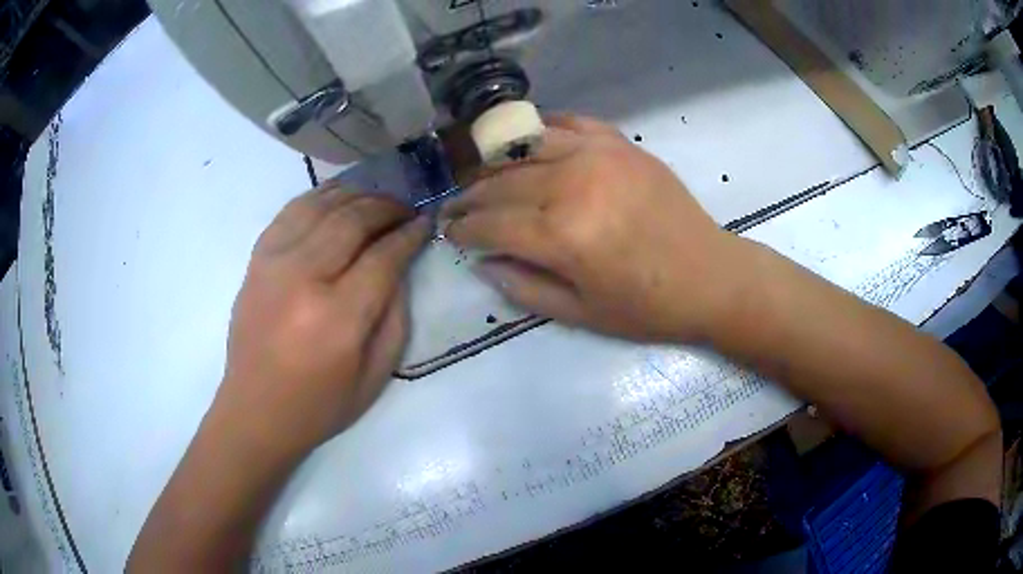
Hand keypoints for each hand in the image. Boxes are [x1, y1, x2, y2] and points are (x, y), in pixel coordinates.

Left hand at [216, 184, 428, 457]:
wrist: (255, 410)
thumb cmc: (320, 405)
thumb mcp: (376, 375)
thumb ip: (396, 316)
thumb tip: (401, 265)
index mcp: (338, 317)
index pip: (384, 256)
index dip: (410, 234)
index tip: (426, 222)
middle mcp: (303, 278)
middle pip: (353, 219)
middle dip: (388, 207)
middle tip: (406, 208)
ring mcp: (274, 263)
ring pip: (322, 205)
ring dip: (356, 195)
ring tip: (376, 200)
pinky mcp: (256, 260)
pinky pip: (290, 211)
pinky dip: (318, 197)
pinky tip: (337, 199)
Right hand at [442, 115, 742, 342]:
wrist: (710, 276)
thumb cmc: (647, 307)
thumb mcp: (580, 314)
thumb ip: (523, 287)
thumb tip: (483, 261)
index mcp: (562, 235)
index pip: (492, 224)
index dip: (463, 228)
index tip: (448, 230)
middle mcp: (573, 184)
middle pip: (502, 183)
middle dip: (470, 195)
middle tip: (454, 204)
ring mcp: (598, 155)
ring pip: (526, 146)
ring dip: (496, 160)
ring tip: (482, 174)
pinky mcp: (620, 144)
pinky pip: (569, 124)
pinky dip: (542, 129)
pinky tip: (528, 140)